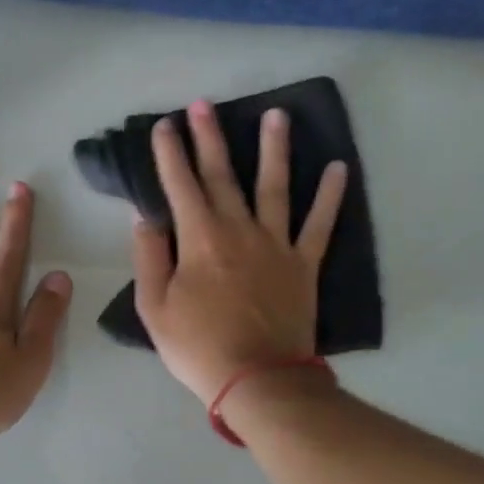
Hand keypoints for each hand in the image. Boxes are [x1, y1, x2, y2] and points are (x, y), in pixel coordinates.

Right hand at [132, 100, 346, 402]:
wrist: (258, 379)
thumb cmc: (199, 347)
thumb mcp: (154, 309)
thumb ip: (149, 259)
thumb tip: (145, 219)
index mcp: (199, 240)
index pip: (180, 186)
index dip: (170, 154)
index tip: (165, 126)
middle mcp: (239, 230)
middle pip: (223, 175)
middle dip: (210, 138)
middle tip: (204, 104)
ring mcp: (276, 244)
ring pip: (275, 186)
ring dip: (274, 149)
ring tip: (276, 114)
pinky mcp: (304, 264)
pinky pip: (320, 224)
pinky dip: (330, 196)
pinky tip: (338, 168)